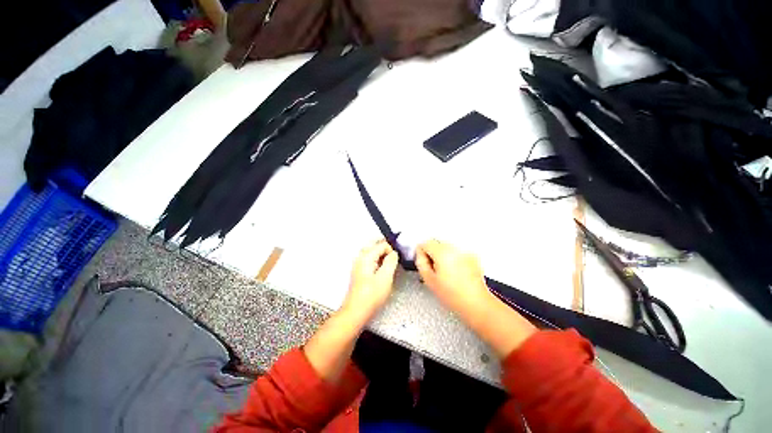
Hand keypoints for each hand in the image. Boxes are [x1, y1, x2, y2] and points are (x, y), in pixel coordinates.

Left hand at [342, 240, 398, 321]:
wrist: (356, 311)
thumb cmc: (371, 296)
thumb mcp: (386, 277)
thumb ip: (391, 261)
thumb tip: (394, 253)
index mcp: (366, 256)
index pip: (382, 244)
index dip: (391, 249)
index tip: (397, 259)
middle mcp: (360, 257)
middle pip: (374, 244)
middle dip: (385, 247)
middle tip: (394, 257)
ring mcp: (359, 264)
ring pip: (371, 251)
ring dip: (381, 253)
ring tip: (390, 262)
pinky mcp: (360, 271)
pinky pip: (370, 259)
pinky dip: (377, 259)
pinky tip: (382, 269)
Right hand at [416, 240, 535, 356]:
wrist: (476, 303)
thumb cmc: (453, 295)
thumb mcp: (429, 280)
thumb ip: (420, 263)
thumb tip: (420, 254)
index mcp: (442, 253)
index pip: (426, 243)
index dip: (421, 252)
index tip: (423, 261)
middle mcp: (455, 248)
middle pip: (436, 241)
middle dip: (432, 251)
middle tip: (433, 267)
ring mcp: (465, 250)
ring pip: (447, 245)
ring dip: (442, 253)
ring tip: (445, 270)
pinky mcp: (472, 255)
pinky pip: (457, 250)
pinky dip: (453, 256)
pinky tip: (455, 270)